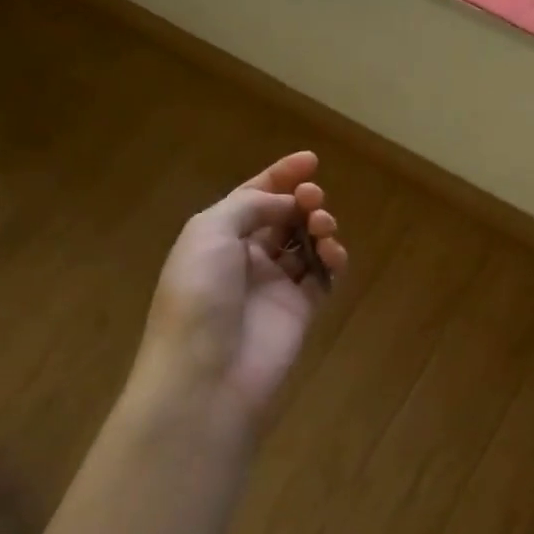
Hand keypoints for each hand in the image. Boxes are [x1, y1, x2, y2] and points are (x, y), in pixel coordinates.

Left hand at [126, 151, 347, 439]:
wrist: (207, 373)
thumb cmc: (199, 295)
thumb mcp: (209, 233)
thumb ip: (251, 205)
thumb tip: (288, 203)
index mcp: (216, 236)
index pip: (252, 197)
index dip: (280, 176)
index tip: (310, 160)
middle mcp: (245, 257)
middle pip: (282, 217)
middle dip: (302, 200)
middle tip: (313, 198)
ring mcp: (273, 285)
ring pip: (306, 243)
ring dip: (318, 227)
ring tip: (322, 228)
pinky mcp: (299, 310)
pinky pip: (323, 276)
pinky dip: (333, 260)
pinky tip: (334, 255)